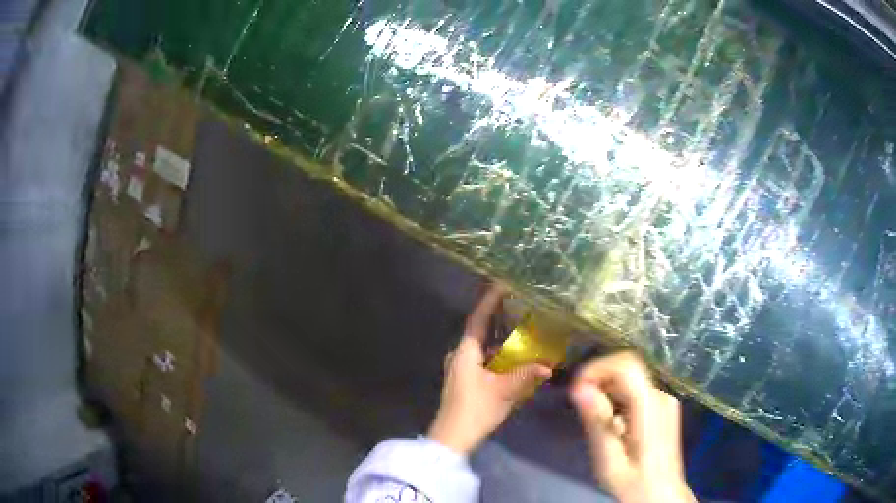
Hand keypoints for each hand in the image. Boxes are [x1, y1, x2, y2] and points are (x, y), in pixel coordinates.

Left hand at [427, 286, 552, 454]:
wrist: (452, 437)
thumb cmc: (475, 410)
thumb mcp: (504, 391)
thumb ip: (526, 375)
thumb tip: (548, 366)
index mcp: (465, 352)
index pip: (478, 318)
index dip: (490, 300)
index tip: (502, 284)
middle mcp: (460, 355)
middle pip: (480, 331)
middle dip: (499, 320)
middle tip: (519, 307)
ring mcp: (460, 369)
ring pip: (483, 348)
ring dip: (501, 342)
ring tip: (523, 333)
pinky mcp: (464, 381)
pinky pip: (483, 361)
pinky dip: (498, 357)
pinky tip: (514, 361)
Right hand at [570, 351, 694, 502]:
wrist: (661, 496)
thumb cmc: (634, 484)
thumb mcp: (609, 461)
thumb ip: (597, 423)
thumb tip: (578, 388)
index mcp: (651, 407)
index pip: (626, 365)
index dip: (597, 369)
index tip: (576, 391)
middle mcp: (662, 396)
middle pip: (627, 369)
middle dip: (599, 382)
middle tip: (581, 410)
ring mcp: (665, 400)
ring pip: (629, 379)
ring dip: (606, 393)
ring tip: (595, 424)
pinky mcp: (663, 407)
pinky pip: (635, 391)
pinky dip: (616, 400)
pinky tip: (611, 427)